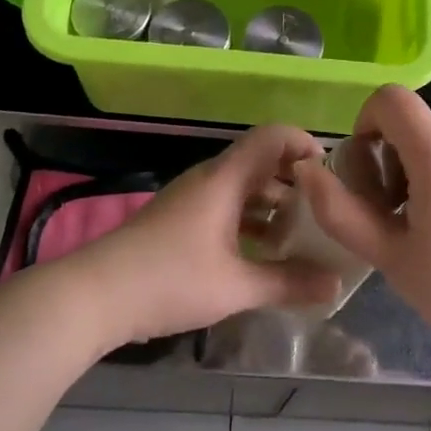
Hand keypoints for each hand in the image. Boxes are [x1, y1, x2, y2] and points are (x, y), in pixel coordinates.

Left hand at [77, 124, 341, 345]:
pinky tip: (263, 254)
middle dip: (295, 183)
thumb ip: (288, 283)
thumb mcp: (236, 286)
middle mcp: (210, 179)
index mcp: (226, 179)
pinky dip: (250, 222)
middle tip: (326, 212)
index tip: (332, 174)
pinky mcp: (179, 220)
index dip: (305, 144)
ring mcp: (191, 199)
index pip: (272, 137)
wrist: (96, 294)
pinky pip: (225, 207)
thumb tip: (335, 285)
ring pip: (242, 188)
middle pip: (260, 163)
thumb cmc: (170, 279)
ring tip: (302, 237)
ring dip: (272, 206)